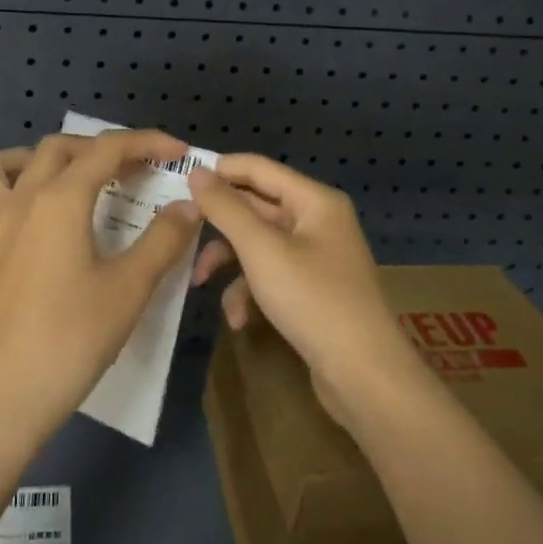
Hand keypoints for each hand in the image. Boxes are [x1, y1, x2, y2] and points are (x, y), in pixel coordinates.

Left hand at [0, 129, 201, 445]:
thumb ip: (163, 240)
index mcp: (60, 199)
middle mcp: (21, 200)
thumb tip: (187, 205)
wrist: (3, 396)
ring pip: (0, 166)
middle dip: (100, 149)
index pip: (107, 150)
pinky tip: (19, 223)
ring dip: (35, 160)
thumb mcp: (130, 289)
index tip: (178, 151)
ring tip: (65, 180)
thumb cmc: (71, 338)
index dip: (146, 142)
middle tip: (134, 171)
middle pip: (59, 148)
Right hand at [188, 156, 425, 425]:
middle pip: (256, 207)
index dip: (219, 170)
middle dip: (218, 224)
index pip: (258, 168)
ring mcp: (316, 257)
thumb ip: (226, 208)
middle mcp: (318, 221)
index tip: (177, 181)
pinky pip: (271, 275)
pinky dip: (250, 291)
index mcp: (314, 200)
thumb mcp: (261, 250)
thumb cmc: (313, 300)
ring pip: (259, 244)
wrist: (365, 375)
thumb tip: (196, 171)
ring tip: (199, 283)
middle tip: (178, 232)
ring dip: (229, 263)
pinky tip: (238, 319)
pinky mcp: (312, 290)